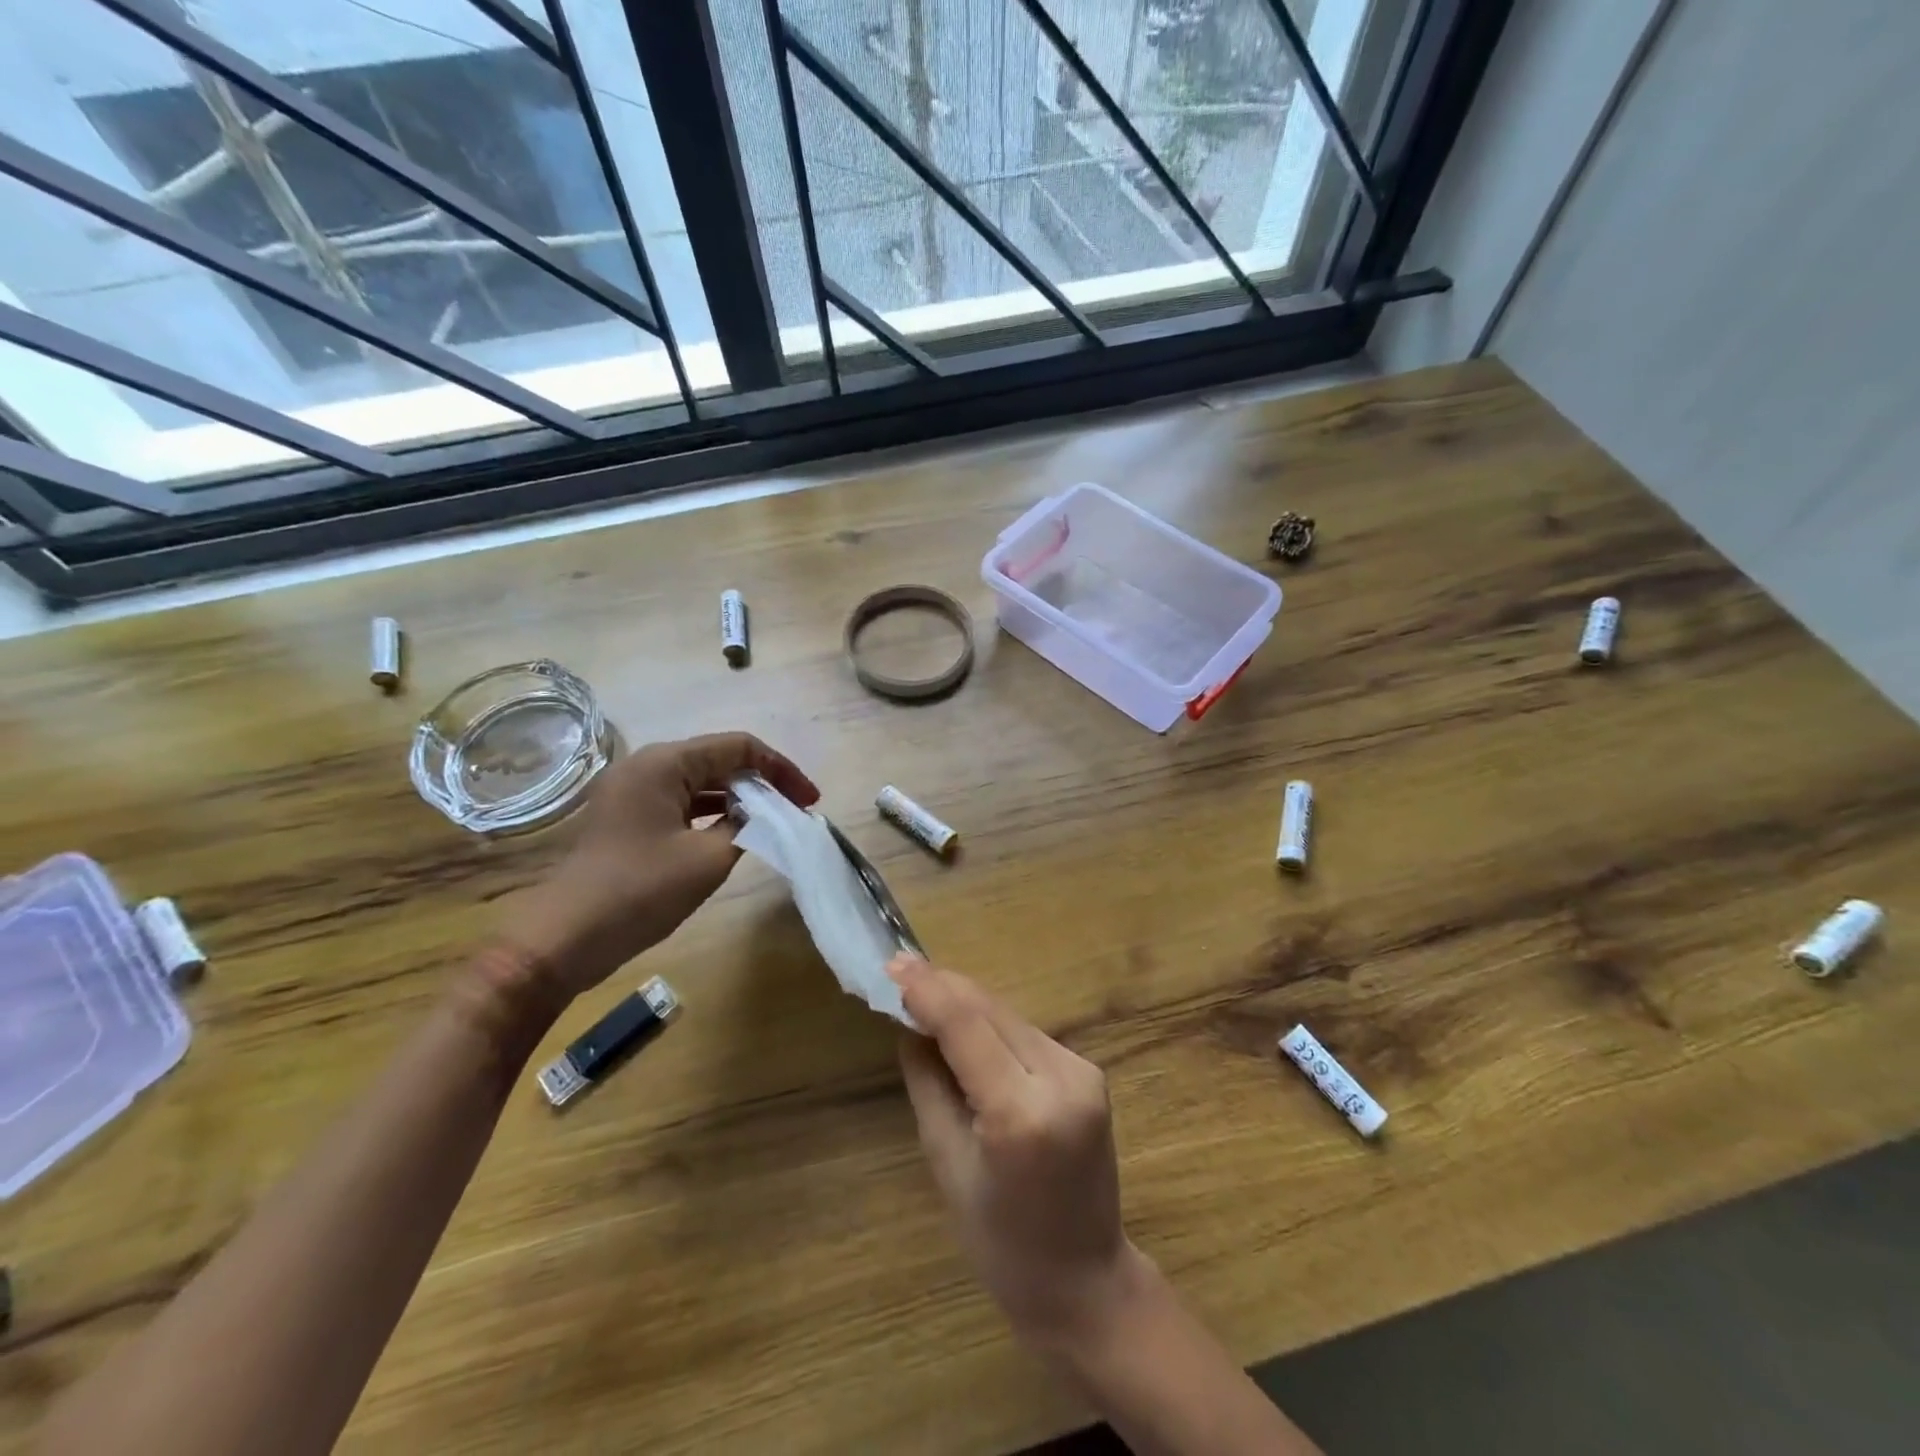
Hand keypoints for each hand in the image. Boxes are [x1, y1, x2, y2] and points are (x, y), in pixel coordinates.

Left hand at [510, 732, 817, 997]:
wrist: (563, 938)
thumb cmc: (640, 891)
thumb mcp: (708, 859)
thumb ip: (747, 827)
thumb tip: (764, 815)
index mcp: (665, 763)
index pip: (739, 747)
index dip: (781, 769)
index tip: (809, 800)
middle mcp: (646, 765)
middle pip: (719, 759)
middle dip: (762, 782)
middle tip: (795, 812)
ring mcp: (632, 791)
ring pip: (700, 781)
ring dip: (739, 798)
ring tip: (772, 822)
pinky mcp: (627, 817)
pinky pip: (680, 801)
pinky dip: (712, 812)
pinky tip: (733, 833)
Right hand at [891, 955, 1149, 1348]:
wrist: (1087, 1281)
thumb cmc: (1001, 1243)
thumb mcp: (947, 1165)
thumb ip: (928, 1084)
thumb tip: (911, 1026)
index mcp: (1021, 1113)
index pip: (966, 1026)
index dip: (927, 989)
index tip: (893, 962)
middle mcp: (1061, 1078)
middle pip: (991, 1011)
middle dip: (944, 987)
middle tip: (900, 971)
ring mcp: (1083, 1071)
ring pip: (1009, 1017)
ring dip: (967, 1003)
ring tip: (923, 995)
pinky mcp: (1089, 1072)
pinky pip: (1027, 1035)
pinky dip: (992, 1025)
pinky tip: (964, 1025)